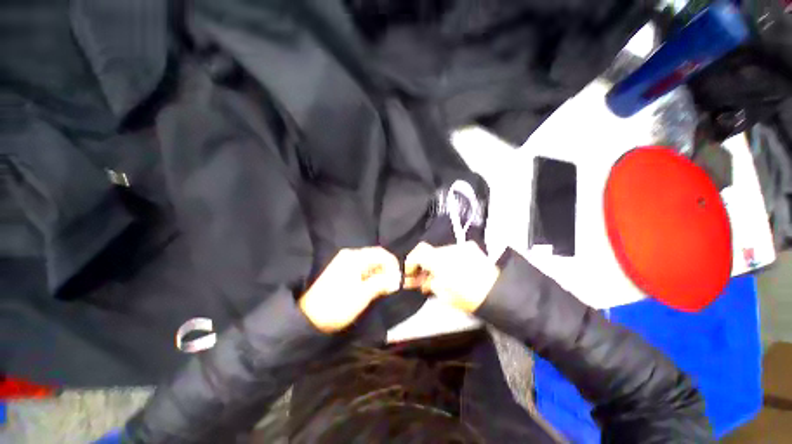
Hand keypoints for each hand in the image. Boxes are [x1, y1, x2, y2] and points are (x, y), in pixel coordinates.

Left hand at [299, 247, 400, 332]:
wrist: (309, 318)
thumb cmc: (338, 306)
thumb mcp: (363, 295)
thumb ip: (382, 283)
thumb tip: (397, 279)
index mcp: (354, 257)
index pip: (380, 253)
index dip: (393, 263)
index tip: (399, 278)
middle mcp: (349, 254)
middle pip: (375, 256)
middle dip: (386, 268)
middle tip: (393, 284)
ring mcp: (344, 261)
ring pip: (369, 262)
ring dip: (379, 272)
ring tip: (384, 287)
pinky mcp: (341, 269)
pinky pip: (361, 267)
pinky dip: (370, 275)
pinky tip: (372, 285)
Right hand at [404, 241, 498, 313]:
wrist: (499, 293)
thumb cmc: (470, 297)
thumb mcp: (444, 295)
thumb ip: (429, 284)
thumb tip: (422, 281)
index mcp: (441, 261)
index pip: (420, 251)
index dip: (411, 260)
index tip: (410, 271)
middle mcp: (450, 249)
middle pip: (430, 252)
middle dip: (424, 264)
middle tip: (422, 277)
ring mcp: (461, 247)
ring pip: (441, 252)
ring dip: (436, 263)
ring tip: (438, 276)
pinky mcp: (470, 248)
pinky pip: (453, 252)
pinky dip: (448, 260)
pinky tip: (451, 271)